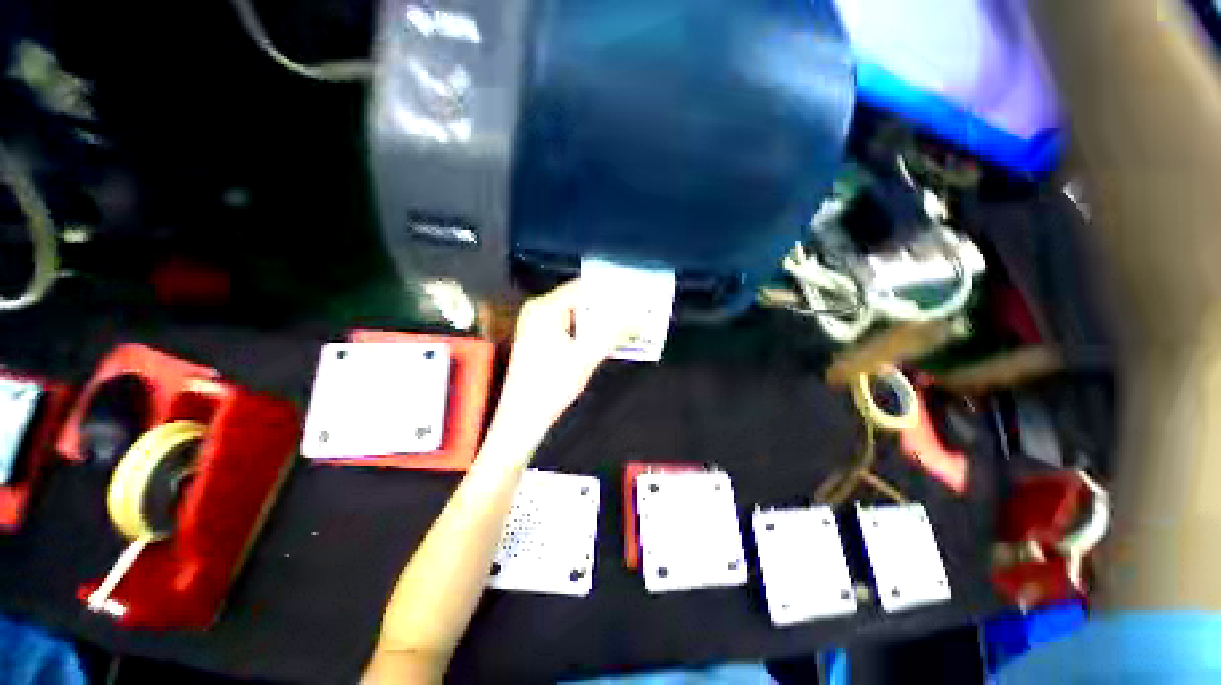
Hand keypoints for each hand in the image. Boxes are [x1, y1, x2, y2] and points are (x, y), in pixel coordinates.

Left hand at [488, 280, 621, 450]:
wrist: (522, 418)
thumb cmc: (549, 387)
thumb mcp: (586, 358)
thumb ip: (613, 334)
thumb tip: (638, 319)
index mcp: (544, 310)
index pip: (582, 288)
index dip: (609, 290)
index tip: (633, 293)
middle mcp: (539, 311)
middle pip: (579, 300)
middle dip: (607, 306)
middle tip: (634, 309)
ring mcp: (538, 325)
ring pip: (577, 314)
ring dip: (600, 320)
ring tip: (626, 323)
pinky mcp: (541, 338)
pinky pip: (571, 326)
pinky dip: (589, 330)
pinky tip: (607, 338)